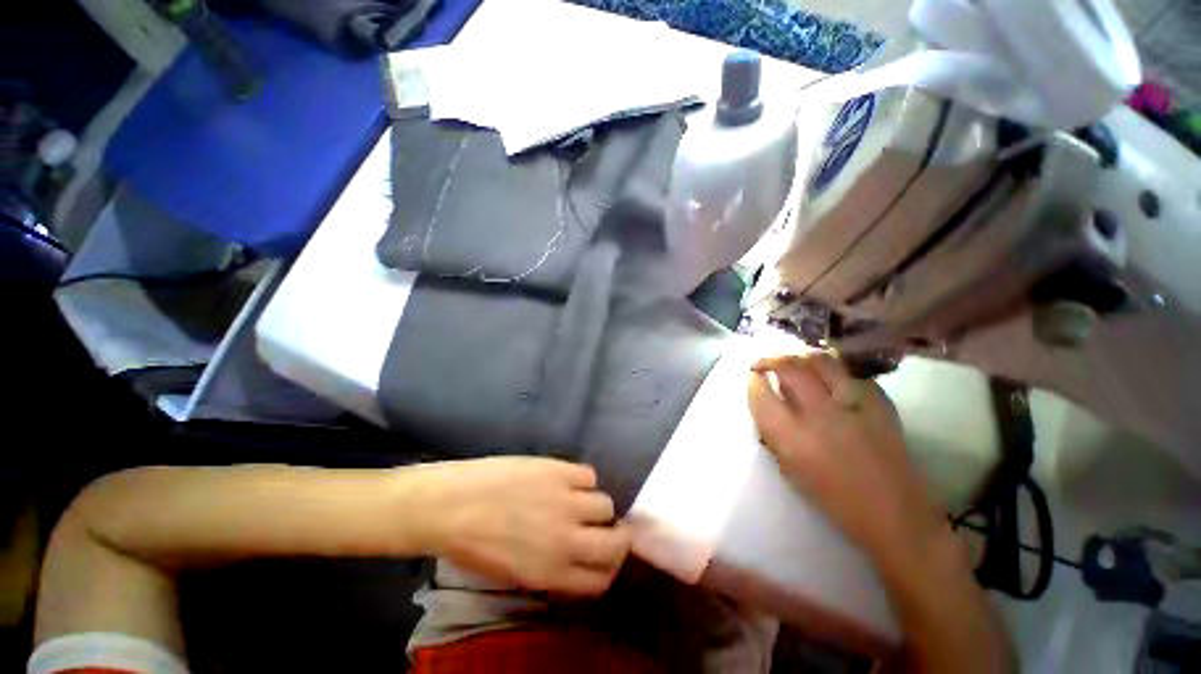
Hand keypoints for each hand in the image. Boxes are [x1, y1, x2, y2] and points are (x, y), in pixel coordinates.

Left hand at [417, 457, 630, 596]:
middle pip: (616, 544)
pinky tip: (567, 480)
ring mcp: (566, 502)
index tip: (603, 556)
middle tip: (607, 527)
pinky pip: (589, 474)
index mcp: (552, 574)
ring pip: (606, 504)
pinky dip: (582, 479)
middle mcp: (567, 541)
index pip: (601, 580)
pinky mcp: (560, 471)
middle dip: (618, 538)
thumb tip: (575, 557)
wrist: (451, 506)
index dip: (607, 568)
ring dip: (596, 505)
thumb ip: (550, 570)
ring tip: (579, 498)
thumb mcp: (513, 574)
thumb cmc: (473, 545)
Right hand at [748, 354, 943, 562]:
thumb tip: (770, 399)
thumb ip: (774, 431)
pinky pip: (850, 373)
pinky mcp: (880, 403)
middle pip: (789, 367)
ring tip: (795, 362)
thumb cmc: (833, 498)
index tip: (753, 377)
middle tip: (766, 363)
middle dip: (771, 360)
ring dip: (800, 357)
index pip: (762, 393)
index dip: (753, 380)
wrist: (895, 515)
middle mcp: (820, 414)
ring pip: (820, 360)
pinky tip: (830, 377)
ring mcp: (854, 405)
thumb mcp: (789, 467)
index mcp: (792, 437)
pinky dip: (834, 370)